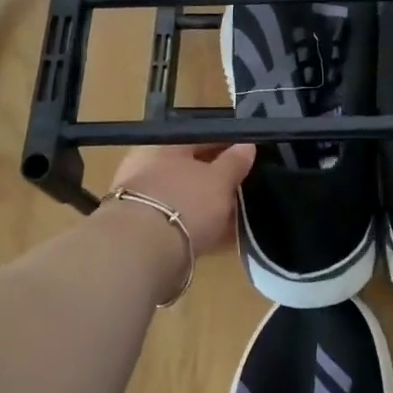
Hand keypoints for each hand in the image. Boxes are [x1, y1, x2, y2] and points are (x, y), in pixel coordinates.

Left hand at [108, 142, 256, 255]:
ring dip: (209, 204)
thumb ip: (235, 161)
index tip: (250, 154)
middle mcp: (147, 167)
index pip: (201, 137)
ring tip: (237, 216)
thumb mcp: (220, 180)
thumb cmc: (184, 203)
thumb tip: (246, 144)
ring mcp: (142, 200)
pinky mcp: (143, 231)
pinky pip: (180, 221)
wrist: (141, 254)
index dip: (228, 144)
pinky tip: (221, 237)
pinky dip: (199, 226)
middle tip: (245, 187)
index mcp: (163, 146)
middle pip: (190, 168)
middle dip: (217, 177)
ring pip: (185, 196)